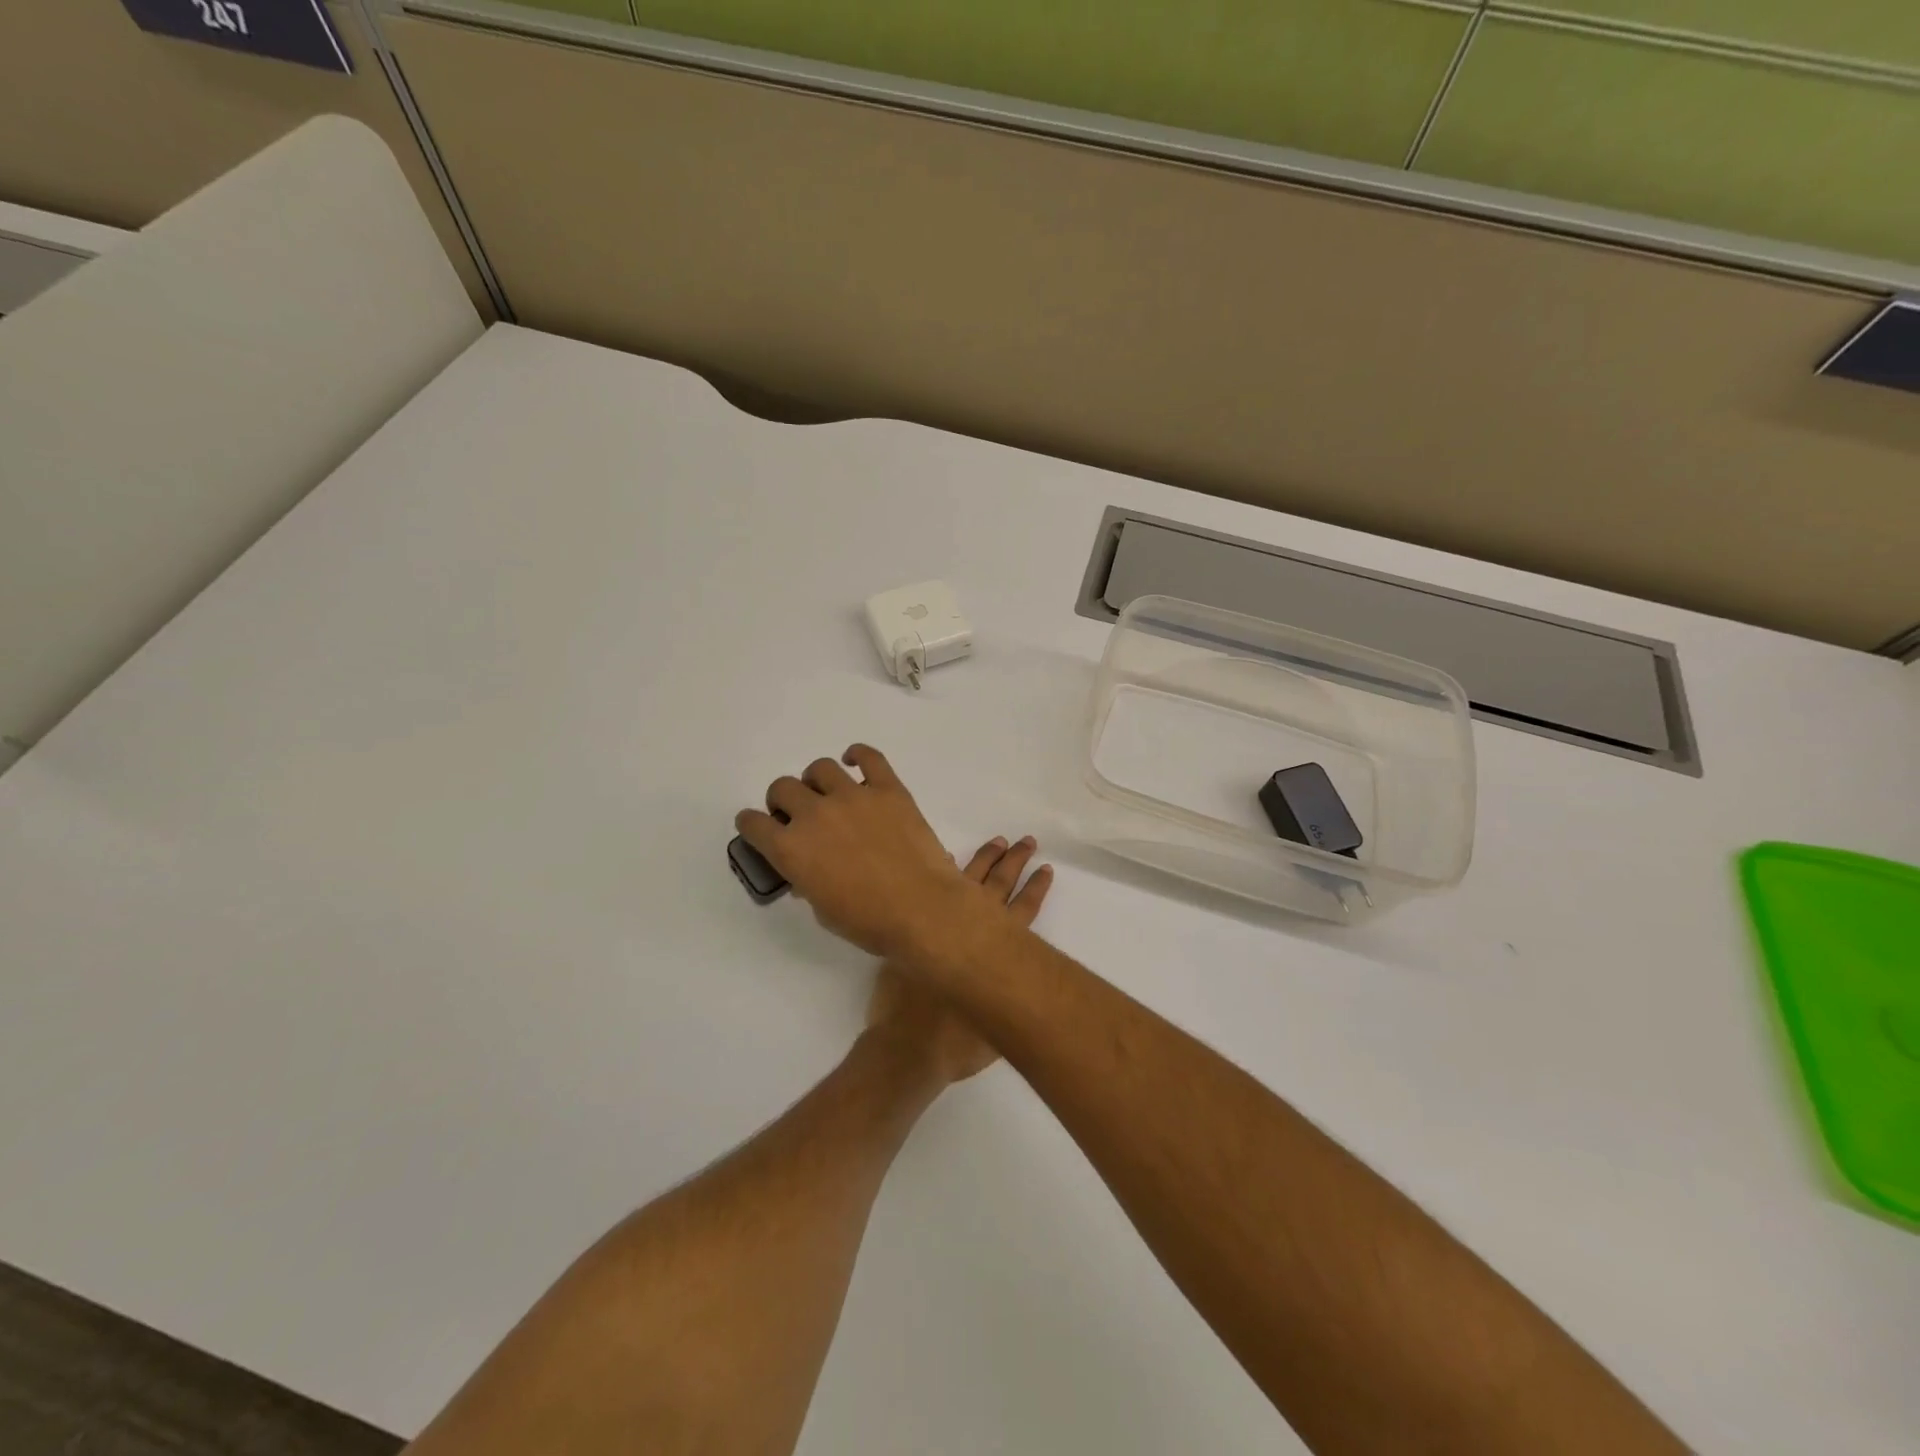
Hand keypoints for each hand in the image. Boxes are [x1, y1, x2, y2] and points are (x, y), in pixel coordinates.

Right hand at [736, 745, 1036, 966]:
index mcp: (790, 849)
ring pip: (820, 768)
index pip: (754, 824)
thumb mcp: (823, 910)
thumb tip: (808, 871)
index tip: (758, 826)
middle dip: (783, 801)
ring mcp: (852, 796)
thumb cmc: (870, 922)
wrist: (923, 909)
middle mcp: (814, 814)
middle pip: (783, 788)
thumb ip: (808, 882)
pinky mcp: (888, 789)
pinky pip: (869, 757)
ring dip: (816, 781)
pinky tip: (854, 762)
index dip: (752, 824)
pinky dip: (858, 755)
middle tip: (796, 814)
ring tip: (826, 793)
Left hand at [866, 835, 1051, 1083]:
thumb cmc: (957, 1045)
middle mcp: (970, 931)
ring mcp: (938, 926)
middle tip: (1027, 841)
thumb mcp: (999, 1028)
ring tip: (997, 842)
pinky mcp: (911, 932)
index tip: (1046, 868)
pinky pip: (926, 889)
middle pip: (998, 887)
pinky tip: (946, 857)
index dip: (1035, 889)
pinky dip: (940, 872)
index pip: (1022, 911)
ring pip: (966, 880)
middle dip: (1014, 862)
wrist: (908, 1049)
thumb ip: (1010, 1000)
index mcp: (995, 952)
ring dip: (984, 859)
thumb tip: (1022, 988)